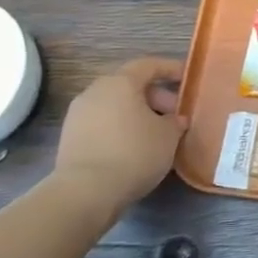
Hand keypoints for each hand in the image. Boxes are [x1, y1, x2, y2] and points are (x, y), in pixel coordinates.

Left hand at [50, 57, 188, 214]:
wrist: (85, 191)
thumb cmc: (134, 154)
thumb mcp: (168, 136)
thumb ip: (175, 122)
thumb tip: (175, 119)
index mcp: (120, 83)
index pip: (148, 65)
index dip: (170, 69)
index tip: (187, 79)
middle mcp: (95, 91)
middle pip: (130, 85)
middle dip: (155, 97)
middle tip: (174, 116)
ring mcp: (78, 114)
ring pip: (115, 105)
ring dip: (137, 114)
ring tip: (156, 135)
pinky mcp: (70, 137)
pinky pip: (102, 123)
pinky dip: (120, 128)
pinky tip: (134, 148)